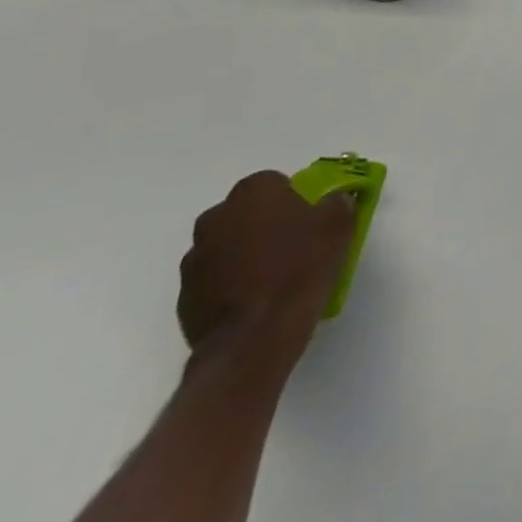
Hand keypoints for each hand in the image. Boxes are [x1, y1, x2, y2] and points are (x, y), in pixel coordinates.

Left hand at [177, 172, 354, 366]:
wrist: (255, 337)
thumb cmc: (300, 268)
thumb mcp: (338, 225)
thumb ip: (337, 203)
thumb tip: (334, 200)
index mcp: (252, 192)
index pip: (274, 183)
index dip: (293, 200)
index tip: (308, 221)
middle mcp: (215, 218)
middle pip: (245, 213)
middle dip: (263, 225)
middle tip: (291, 246)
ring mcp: (194, 259)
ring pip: (226, 247)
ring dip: (244, 255)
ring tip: (272, 280)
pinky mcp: (184, 298)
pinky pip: (213, 281)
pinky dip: (230, 286)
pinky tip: (254, 303)